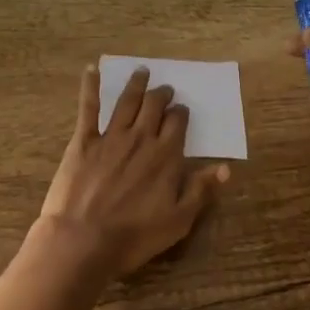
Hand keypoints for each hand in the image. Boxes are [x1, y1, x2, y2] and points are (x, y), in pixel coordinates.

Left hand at [38, 65, 230, 275]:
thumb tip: (225, 167)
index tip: (181, 110)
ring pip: (127, 101)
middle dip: (162, 94)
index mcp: (166, 155)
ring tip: (142, 72)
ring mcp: (111, 136)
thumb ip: (201, 190)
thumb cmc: (134, 236)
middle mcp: (141, 138)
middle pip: (154, 106)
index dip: (181, 113)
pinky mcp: (84, 140)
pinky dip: (91, 86)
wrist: (83, 240)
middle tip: (164, 89)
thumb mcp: (178, 220)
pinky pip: (89, 108)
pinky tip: (92, 70)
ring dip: (136, 84)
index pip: (178, 122)